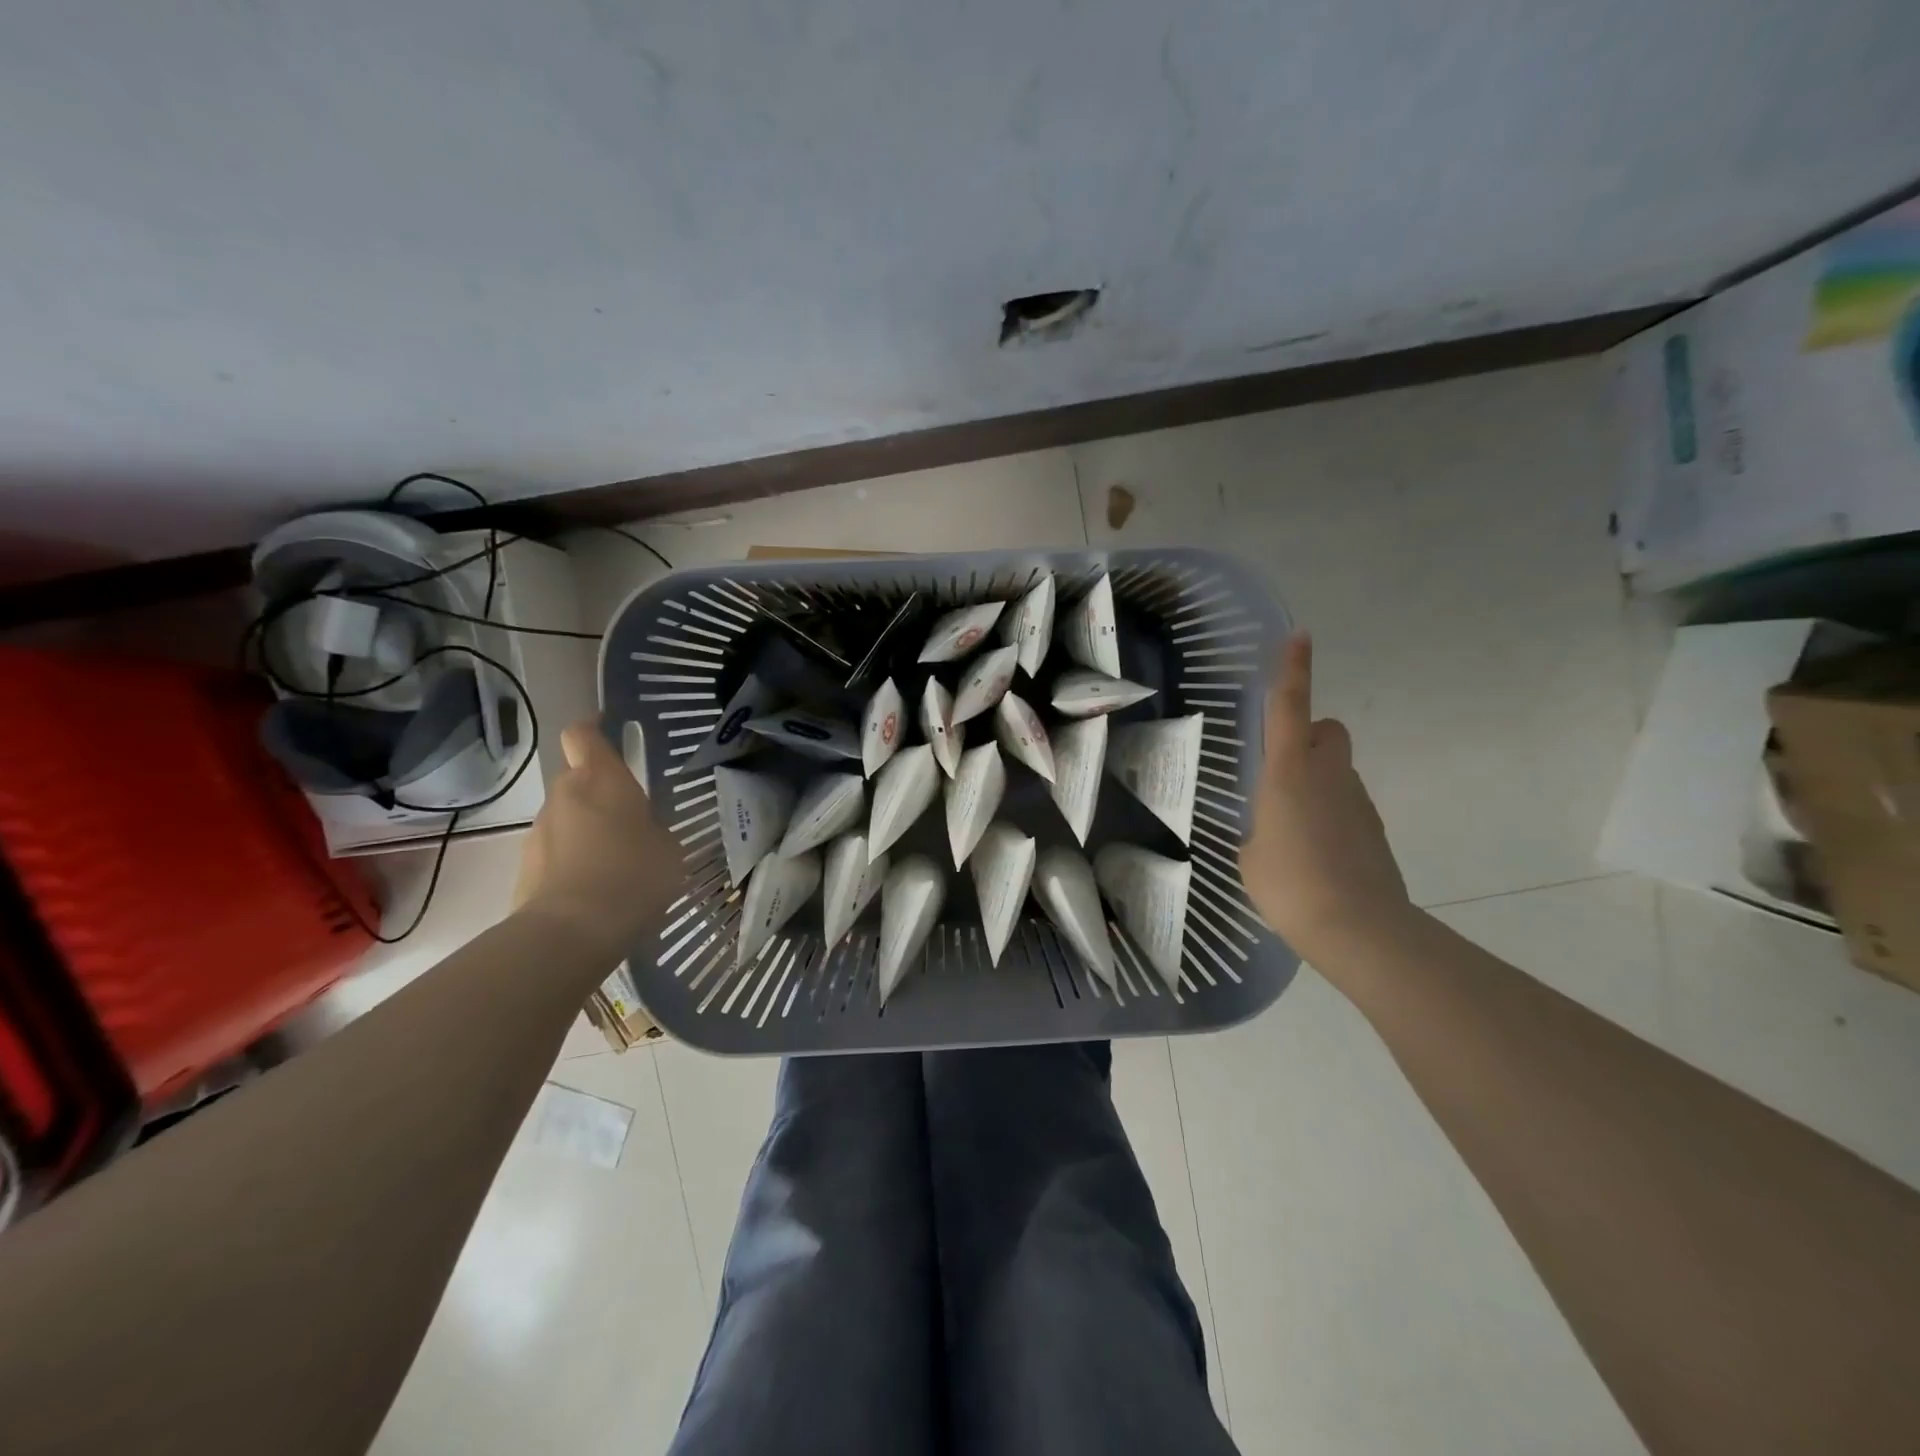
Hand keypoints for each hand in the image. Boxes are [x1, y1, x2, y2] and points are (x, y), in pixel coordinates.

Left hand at [513, 720, 684, 957]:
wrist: (570, 933)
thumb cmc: (633, 876)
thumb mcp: (669, 849)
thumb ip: (653, 829)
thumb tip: (643, 832)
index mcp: (602, 780)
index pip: (583, 734)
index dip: (592, 727)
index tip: (607, 727)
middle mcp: (564, 795)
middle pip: (576, 777)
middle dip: (598, 790)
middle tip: (630, 815)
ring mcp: (539, 832)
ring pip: (566, 816)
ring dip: (586, 828)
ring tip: (616, 861)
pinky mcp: (525, 867)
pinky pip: (556, 852)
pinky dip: (573, 860)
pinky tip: (597, 889)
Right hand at [1240, 634, 1410, 959]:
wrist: (1358, 927)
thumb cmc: (1288, 884)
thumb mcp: (1250, 853)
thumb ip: (1258, 829)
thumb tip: (1269, 831)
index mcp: (1288, 771)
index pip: (1291, 706)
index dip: (1293, 670)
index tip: (1299, 637)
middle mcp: (1328, 774)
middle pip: (1328, 731)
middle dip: (1309, 736)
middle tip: (1281, 768)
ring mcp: (1357, 801)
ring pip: (1338, 770)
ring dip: (1317, 780)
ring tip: (1291, 828)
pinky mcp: (1373, 829)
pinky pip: (1347, 804)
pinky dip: (1331, 814)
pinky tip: (1315, 853)